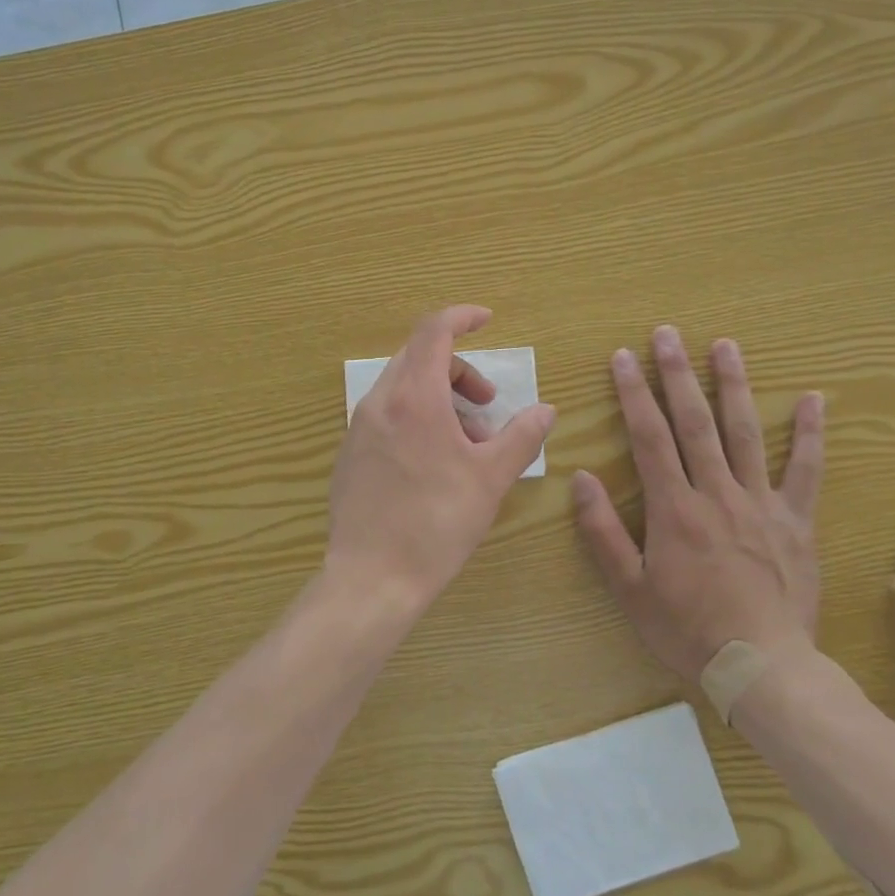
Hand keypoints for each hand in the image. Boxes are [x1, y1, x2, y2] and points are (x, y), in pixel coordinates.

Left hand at [326, 305, 555, 612]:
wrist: (372, 578)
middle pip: (419, 358)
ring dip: (440, 398)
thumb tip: (545, 410)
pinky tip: (435, 462)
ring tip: (468, 444)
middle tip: (488, 406)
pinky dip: (416, 417)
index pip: (434, 330)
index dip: (462, 317)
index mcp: (414, 397)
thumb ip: (522, 436)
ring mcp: (359, 427)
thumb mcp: (491, 478)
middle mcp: (380, 401)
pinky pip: (387, 414)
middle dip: (460, 371)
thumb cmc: (437, 523)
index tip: (487, 321)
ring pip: (403, 388)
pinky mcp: (349, 452)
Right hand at [573, 325, 824, 686]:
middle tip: (668, 334)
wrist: (763, 669)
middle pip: (694, 422)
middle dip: (676, 374)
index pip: (649, 437)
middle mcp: (716, 493)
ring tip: (725, 345)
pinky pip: (805, 471)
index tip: (622, 357)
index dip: (633, 393)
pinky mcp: (795, 521)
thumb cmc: (687, 630)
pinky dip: (809, 434)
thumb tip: (581, 478)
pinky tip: (812, 399)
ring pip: (744, 433)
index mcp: (674, 509)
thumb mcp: (630, 589)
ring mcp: (760, 503)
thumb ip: (603, 532)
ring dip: (732, 385)